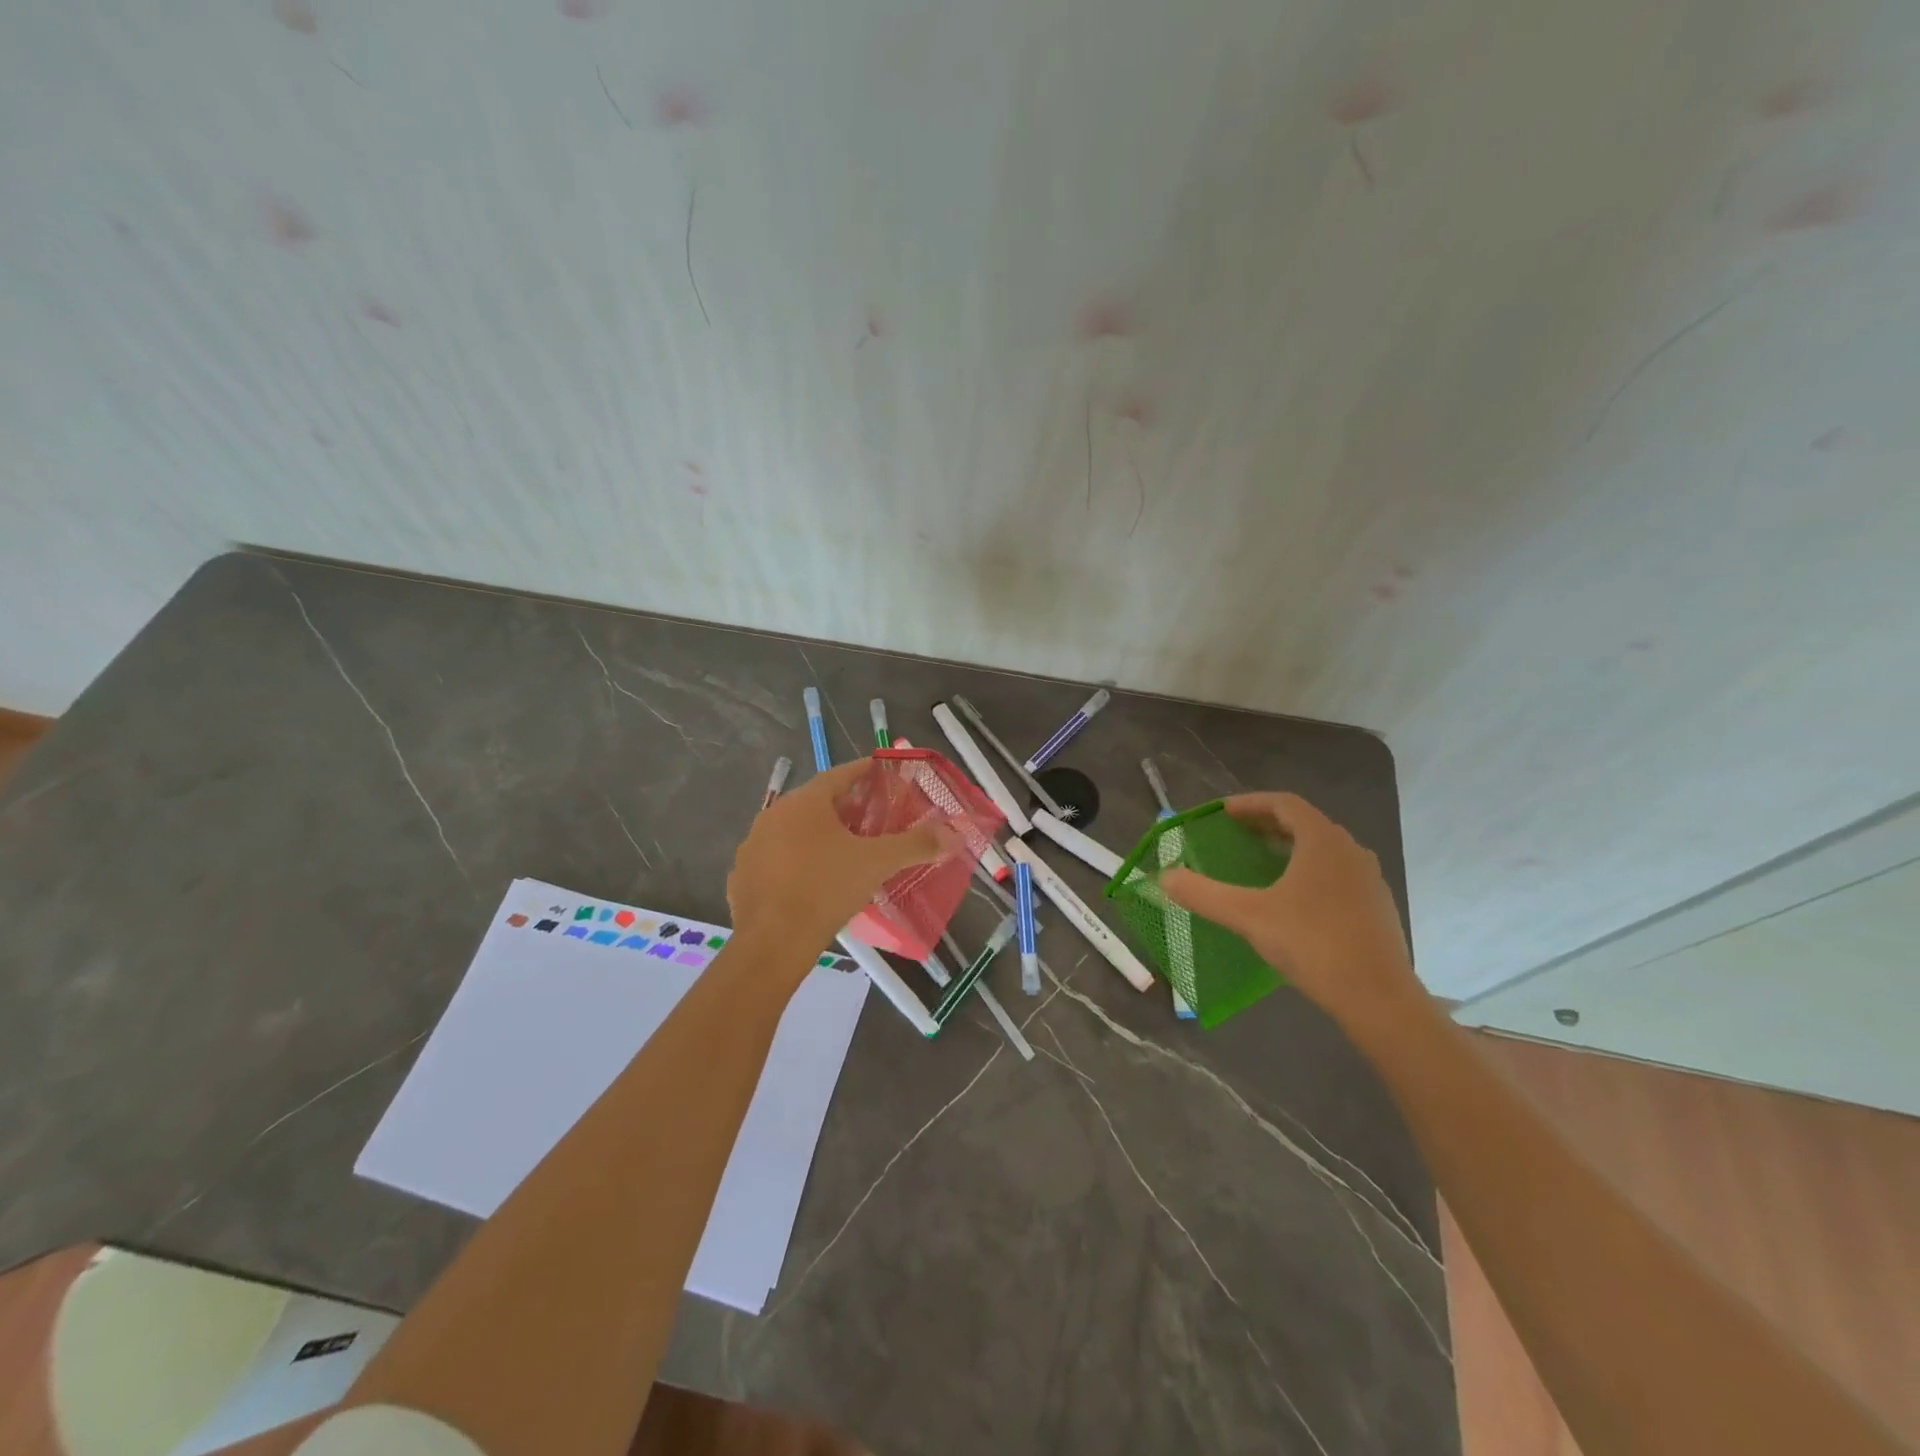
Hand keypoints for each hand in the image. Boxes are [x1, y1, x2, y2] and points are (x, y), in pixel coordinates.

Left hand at [727, 758, 951, 956]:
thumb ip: (915, 845)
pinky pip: (779, 859)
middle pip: (818, 802)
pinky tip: (817, 880)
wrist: (771, 944)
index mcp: (803, 802)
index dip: (867, 773)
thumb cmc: (825, 889)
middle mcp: (773, 815)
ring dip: (822, 835)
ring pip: (796, 832)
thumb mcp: (876, 863)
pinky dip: (800, 861)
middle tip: (876, 818)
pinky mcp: (743, 877)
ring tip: (849, 851)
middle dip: (848, 808)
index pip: (840, 774)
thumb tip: (954, 835)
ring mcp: (753, 846)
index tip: (887, 776)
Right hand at [1160, 793, 1421, 1036]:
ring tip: (1262, 862)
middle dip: (1268, 823)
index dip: (1251, 803)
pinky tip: (1294, 899)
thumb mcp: (1248, 917)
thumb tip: (1163, 877)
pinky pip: (1337, 873)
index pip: (1284, 803)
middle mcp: (1350, 850)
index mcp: (1322, 841)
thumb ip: (1203, 894)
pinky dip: (1310, 870)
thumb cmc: (1313, 944)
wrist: (1379, 998)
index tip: (1224, 812)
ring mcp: (1369, 879)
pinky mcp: (1377, 906)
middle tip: (1237, 832)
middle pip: (1305, 823)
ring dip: (1290, 846)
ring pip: (1324, 849)